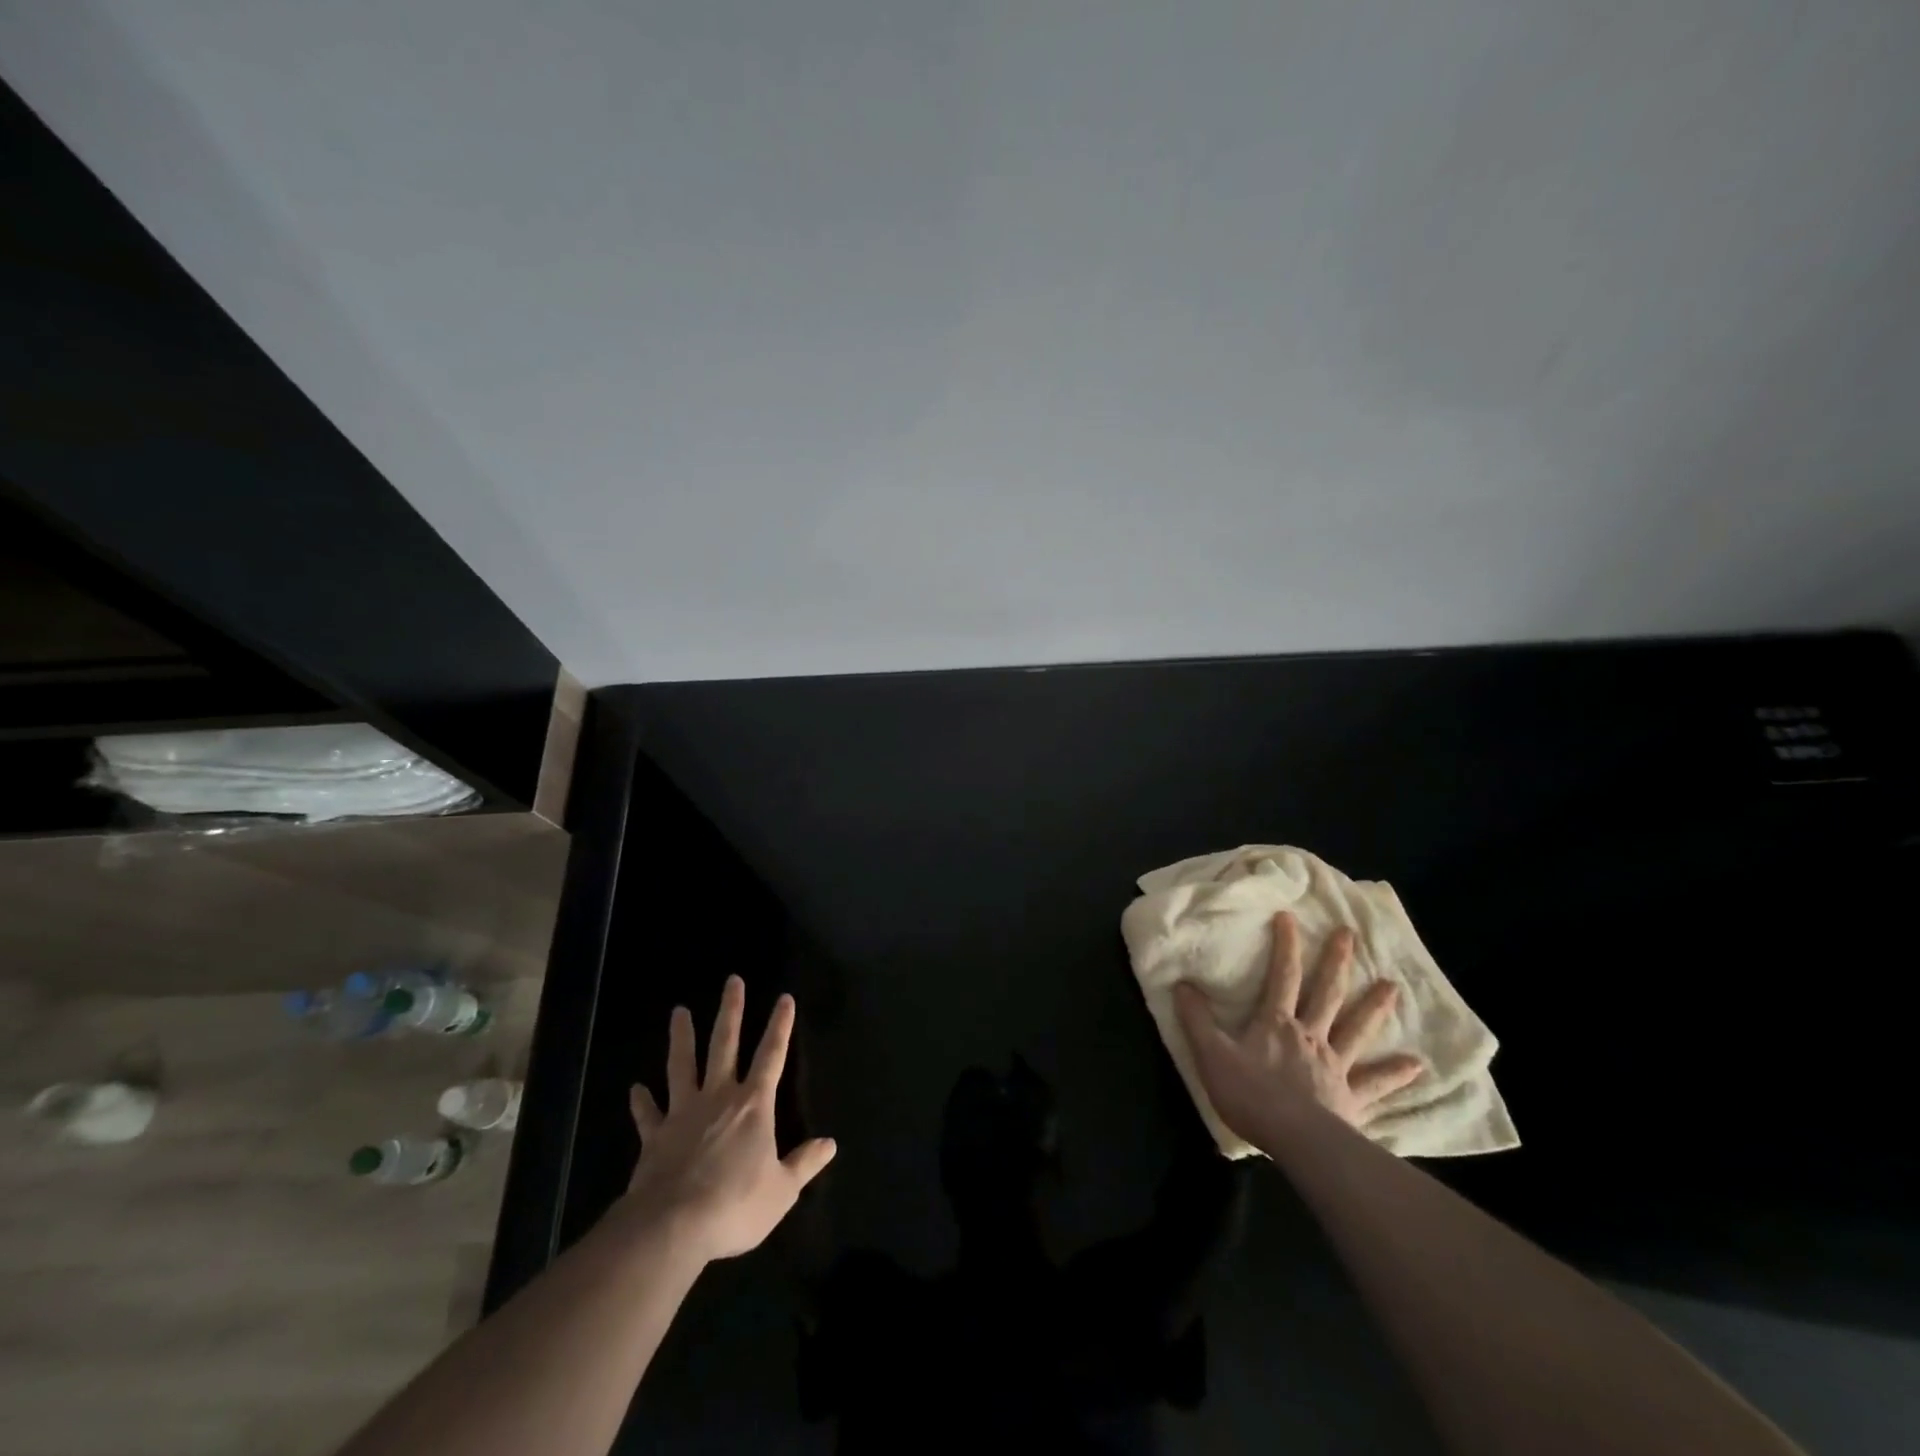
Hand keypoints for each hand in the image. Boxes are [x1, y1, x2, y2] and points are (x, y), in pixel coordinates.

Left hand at [626, 975, 835, 1260]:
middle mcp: (719, 1097)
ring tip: (678, 1011)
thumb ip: (804, 1164)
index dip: (780, 1026)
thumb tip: (830, 1144)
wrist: (672, 1226)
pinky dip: (642, 1103)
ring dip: (681, 1038)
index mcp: (753, 1105)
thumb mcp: (781, 1191)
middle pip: (725, 1045)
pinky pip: (648, 1114)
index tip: (784, 998)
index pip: (772, 1055)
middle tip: (732, 981)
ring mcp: (683, 1113)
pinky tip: (635, 1089)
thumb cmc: (734, 1205)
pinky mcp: (655, 1136)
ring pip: (682, 1065)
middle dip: (731, 1011)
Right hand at [1173, 911, 1423, 1142]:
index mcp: (1276, 1022)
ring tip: (1393, 986)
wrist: (1296, 1139)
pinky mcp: (1351, 1097)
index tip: (1290, 916)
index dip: (1286, 945)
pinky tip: (1417, 1065)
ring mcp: (1335, 1065)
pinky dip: (1396, 1073)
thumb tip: (1181, 984)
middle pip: (1326, 992)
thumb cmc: (1250, 1094)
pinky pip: (1376, 1083)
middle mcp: (1310, 1035)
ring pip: (1356, 1029)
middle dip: (1336, 962)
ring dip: (1374, 1007)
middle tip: (1349, 934)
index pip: (1282, 975)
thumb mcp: (1211, 1054)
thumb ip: (1196, 1019)